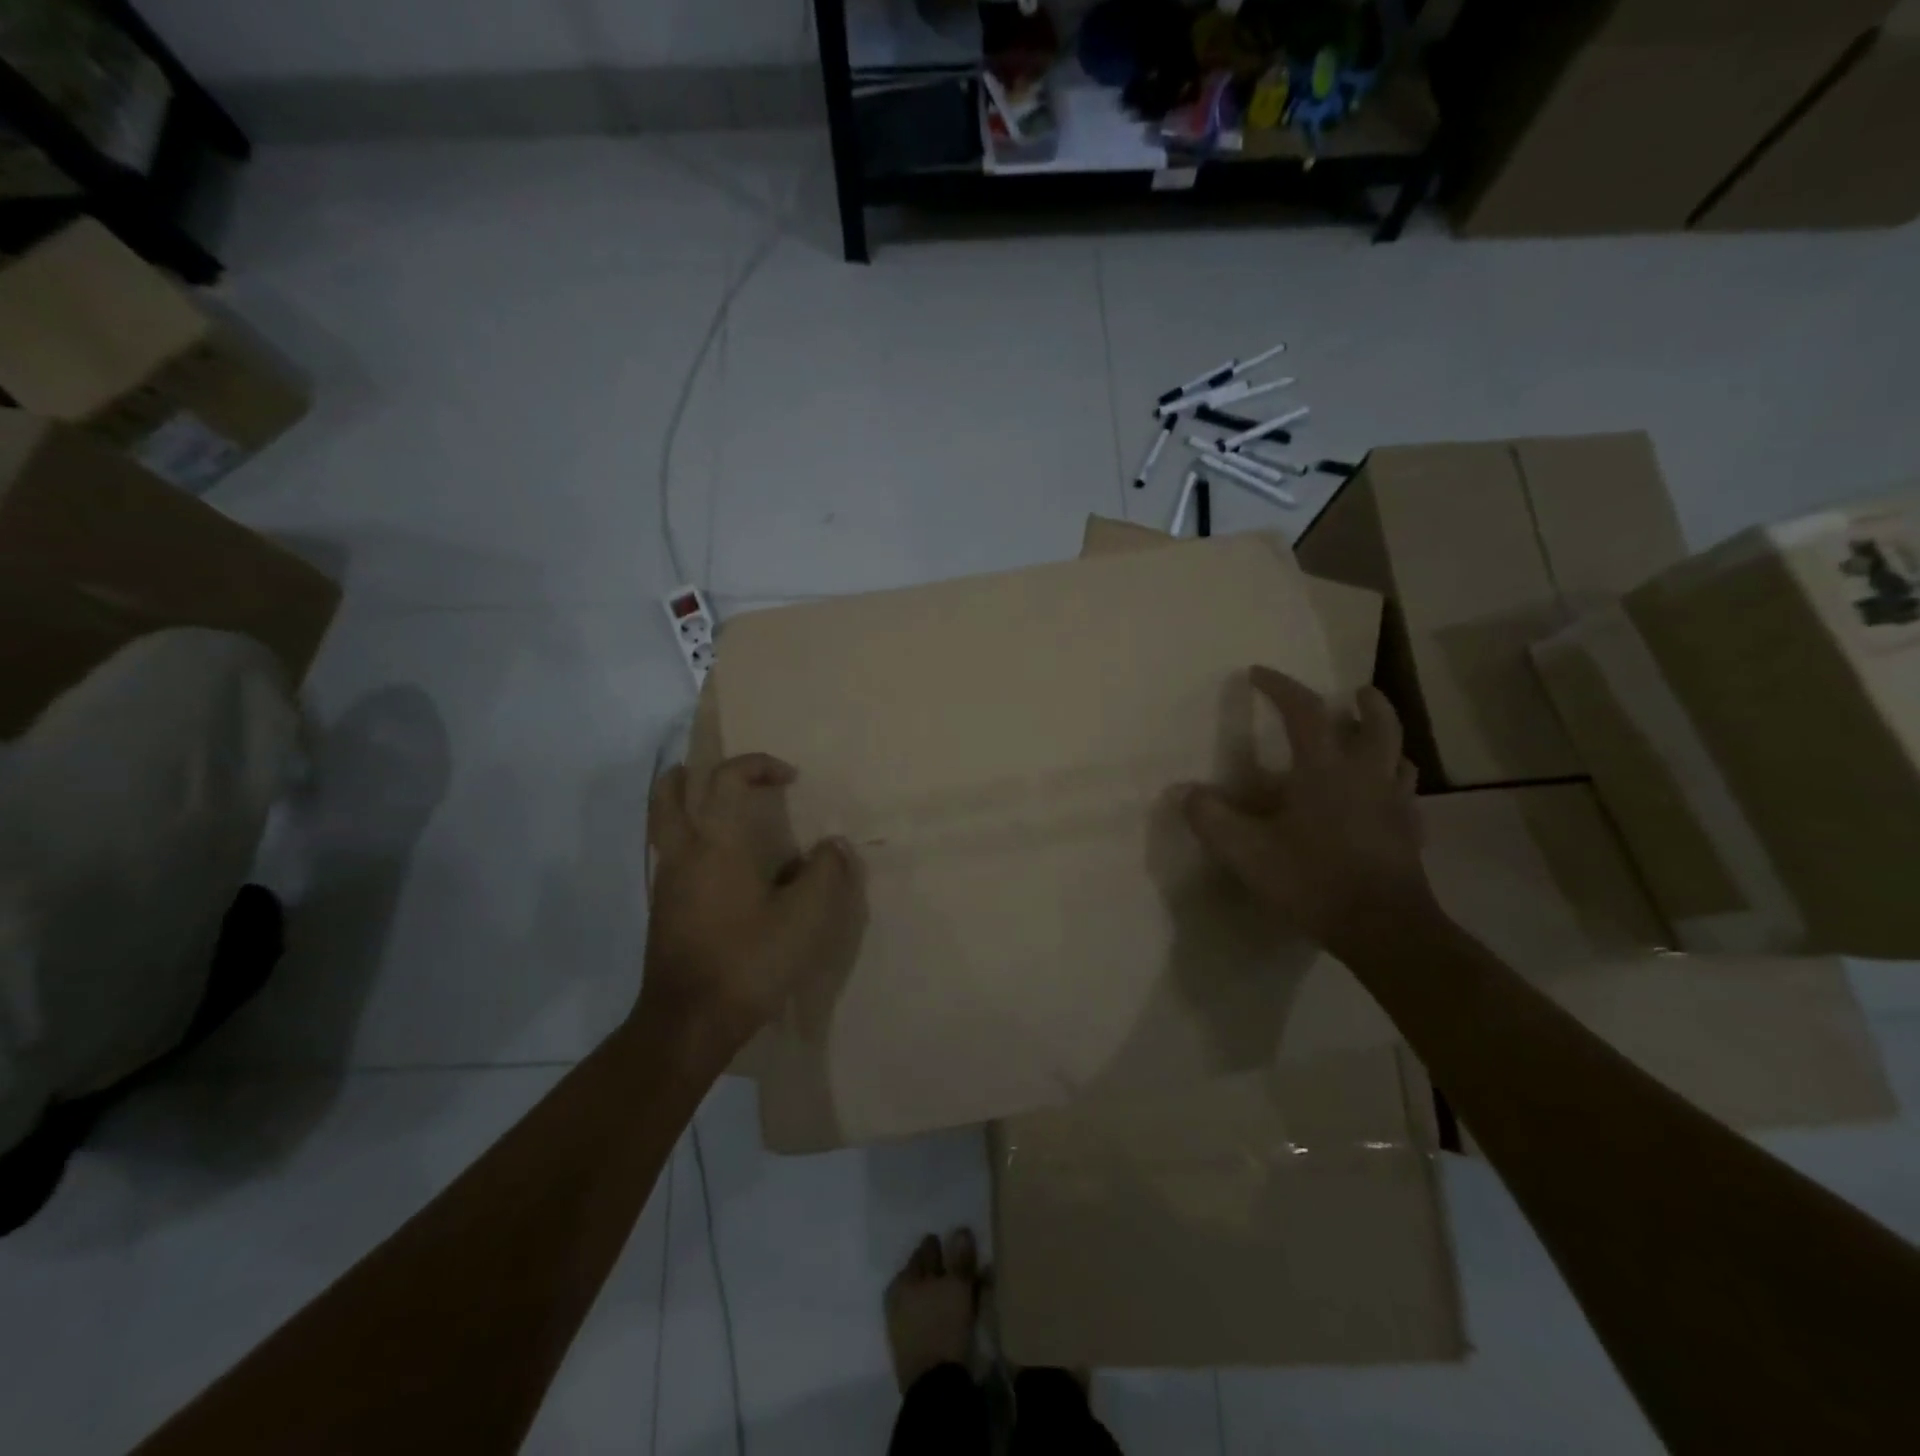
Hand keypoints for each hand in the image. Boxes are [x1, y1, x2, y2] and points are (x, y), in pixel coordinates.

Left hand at [642, 753, 864, 1053]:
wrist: (689, 1022)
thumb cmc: (748, 960)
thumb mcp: (806, 918)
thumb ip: (825, 874)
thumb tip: (833, 846)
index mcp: (717, 843)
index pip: (726, 778)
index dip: (758, 765)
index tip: (790, 778)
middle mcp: (684, 853)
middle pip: (668, 793)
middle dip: (691, 774)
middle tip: (722, 775)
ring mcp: (667, 883)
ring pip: (664, 825)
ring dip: (685, 805)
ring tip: (720, 813)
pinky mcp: (663, 911)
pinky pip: (671, 857)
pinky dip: (689, 842)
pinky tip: (721, 868)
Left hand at [885, 1229, 979, 1391]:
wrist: (934, 1387)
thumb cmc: (944, 1327)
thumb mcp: (958, 1287)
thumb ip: (959, 1258)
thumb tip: (960, 1229)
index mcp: (905, 1278)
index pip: (925, 1251)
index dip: (940, 1246)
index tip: (952, 1243)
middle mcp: (898, 1296)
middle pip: (921, 1272)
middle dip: (937, 1267)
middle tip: (957, 1265)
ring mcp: (900, 1323)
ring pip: (923, 1295)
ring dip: (939, 1289)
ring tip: (958, 1290)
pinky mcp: (908, 1346)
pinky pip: (924, 1316)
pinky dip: (936, 1310)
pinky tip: (949, 1313)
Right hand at [1181, 668, 1430, 953]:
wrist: (1383, 928)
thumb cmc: (1312, 880)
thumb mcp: (1246, 852)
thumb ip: (1211, 818)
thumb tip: (1184, 792)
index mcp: (1325, 770)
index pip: (1305, 712)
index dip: (1281, 686)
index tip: (1259, 672)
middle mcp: (1366, 775)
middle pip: (1378, 723)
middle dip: (1366, 702)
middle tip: (1355, 692)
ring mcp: (1395, 804)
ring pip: (1400, 757)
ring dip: (1384, 740)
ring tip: (1369, 740)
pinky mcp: (1410, 835)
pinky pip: (1406, 796)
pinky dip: (1394, 784)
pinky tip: (1382, 799)